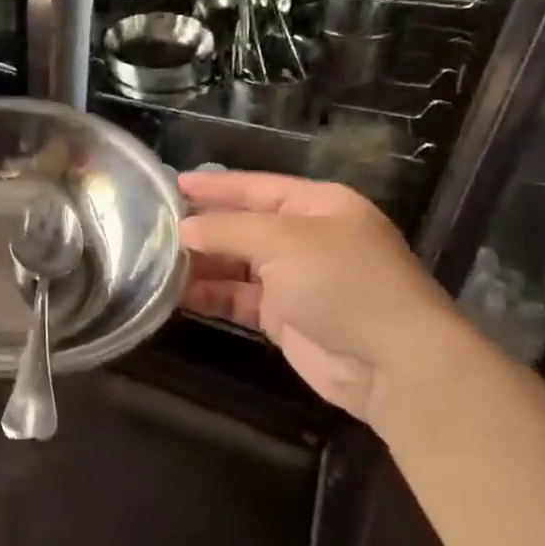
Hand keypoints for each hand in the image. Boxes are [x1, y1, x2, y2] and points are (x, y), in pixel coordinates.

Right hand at [179, 170, 462, 425]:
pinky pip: (237, 299)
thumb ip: (228, 230)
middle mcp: (306, 238)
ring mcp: (295, 279)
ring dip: (200, 264)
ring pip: (236, 264)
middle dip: (202, 227)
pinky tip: (177, 295)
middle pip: (243, 226)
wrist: (391, 361)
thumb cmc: (342, 281)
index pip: (256, 187)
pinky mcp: (283, 317)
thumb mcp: (283, 241)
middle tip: (153, 226)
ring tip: (155, 261)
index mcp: (318, 205)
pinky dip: (210, 295)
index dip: (215, 186)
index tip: (171, 184)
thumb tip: (183, 229)